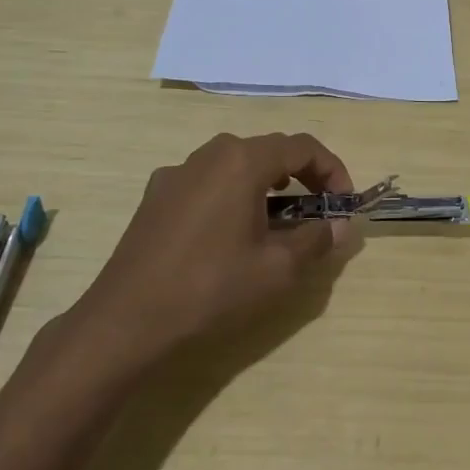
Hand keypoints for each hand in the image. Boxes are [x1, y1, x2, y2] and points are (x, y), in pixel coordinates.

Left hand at [69, 132, 362, 370]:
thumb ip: (316, 240)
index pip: (303, 147)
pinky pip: (207, 181)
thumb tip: (341, 226)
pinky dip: (232, 194)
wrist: (126, 322)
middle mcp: (209, 154)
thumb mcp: (277, 269)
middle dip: (302, 175)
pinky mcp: (155, 197)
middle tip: (317, 211)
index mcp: (242, 161)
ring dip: (266, 184)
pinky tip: (230, 233)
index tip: (343, 204)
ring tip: (278, 221)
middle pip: (269, 150)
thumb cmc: (211, 289)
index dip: (333, 170)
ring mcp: (177, 173)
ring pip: (236, 164)